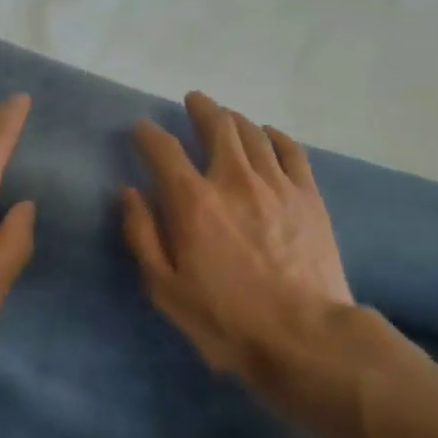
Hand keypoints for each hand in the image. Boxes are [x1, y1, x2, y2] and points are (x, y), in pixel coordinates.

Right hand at [122, 91, 354, 377]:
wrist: (305, 336)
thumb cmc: (226, 319)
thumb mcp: (166, 288)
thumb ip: (143, 235)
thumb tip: (129, 191)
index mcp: (193, 201)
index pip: (163, 149)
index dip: (147, 133)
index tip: (141, 128)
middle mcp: (233, 179)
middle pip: (216, 125)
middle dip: (200, 108)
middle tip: (193, 101)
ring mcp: (276, 183)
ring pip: (253, 132)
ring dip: (235, 118)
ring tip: (226, 116)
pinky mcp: (308, 195)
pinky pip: (290, 150)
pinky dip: (275, 136)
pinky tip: (268, 135)